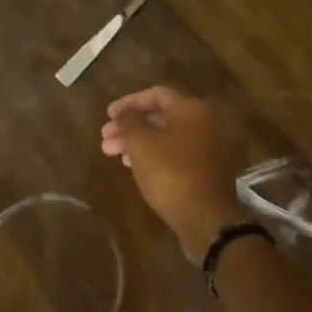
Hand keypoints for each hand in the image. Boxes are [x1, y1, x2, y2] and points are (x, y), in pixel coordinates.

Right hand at [101, 86, 241, 262]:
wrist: (205, 217)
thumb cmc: (170, 173)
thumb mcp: (141, 143)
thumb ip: (129, 121)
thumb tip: (123, 111)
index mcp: (190, 110)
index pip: (156, 94)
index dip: (128, 102)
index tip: (108, 115)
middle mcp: (203, 124)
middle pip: (160, 117)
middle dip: (129, 126)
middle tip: (105, 138)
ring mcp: (206, 148)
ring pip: (165, 137)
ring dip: (137, 142)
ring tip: (112, 154)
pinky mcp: (204, 170)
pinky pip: (174, 154)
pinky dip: (152, 156)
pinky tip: (134, 167)